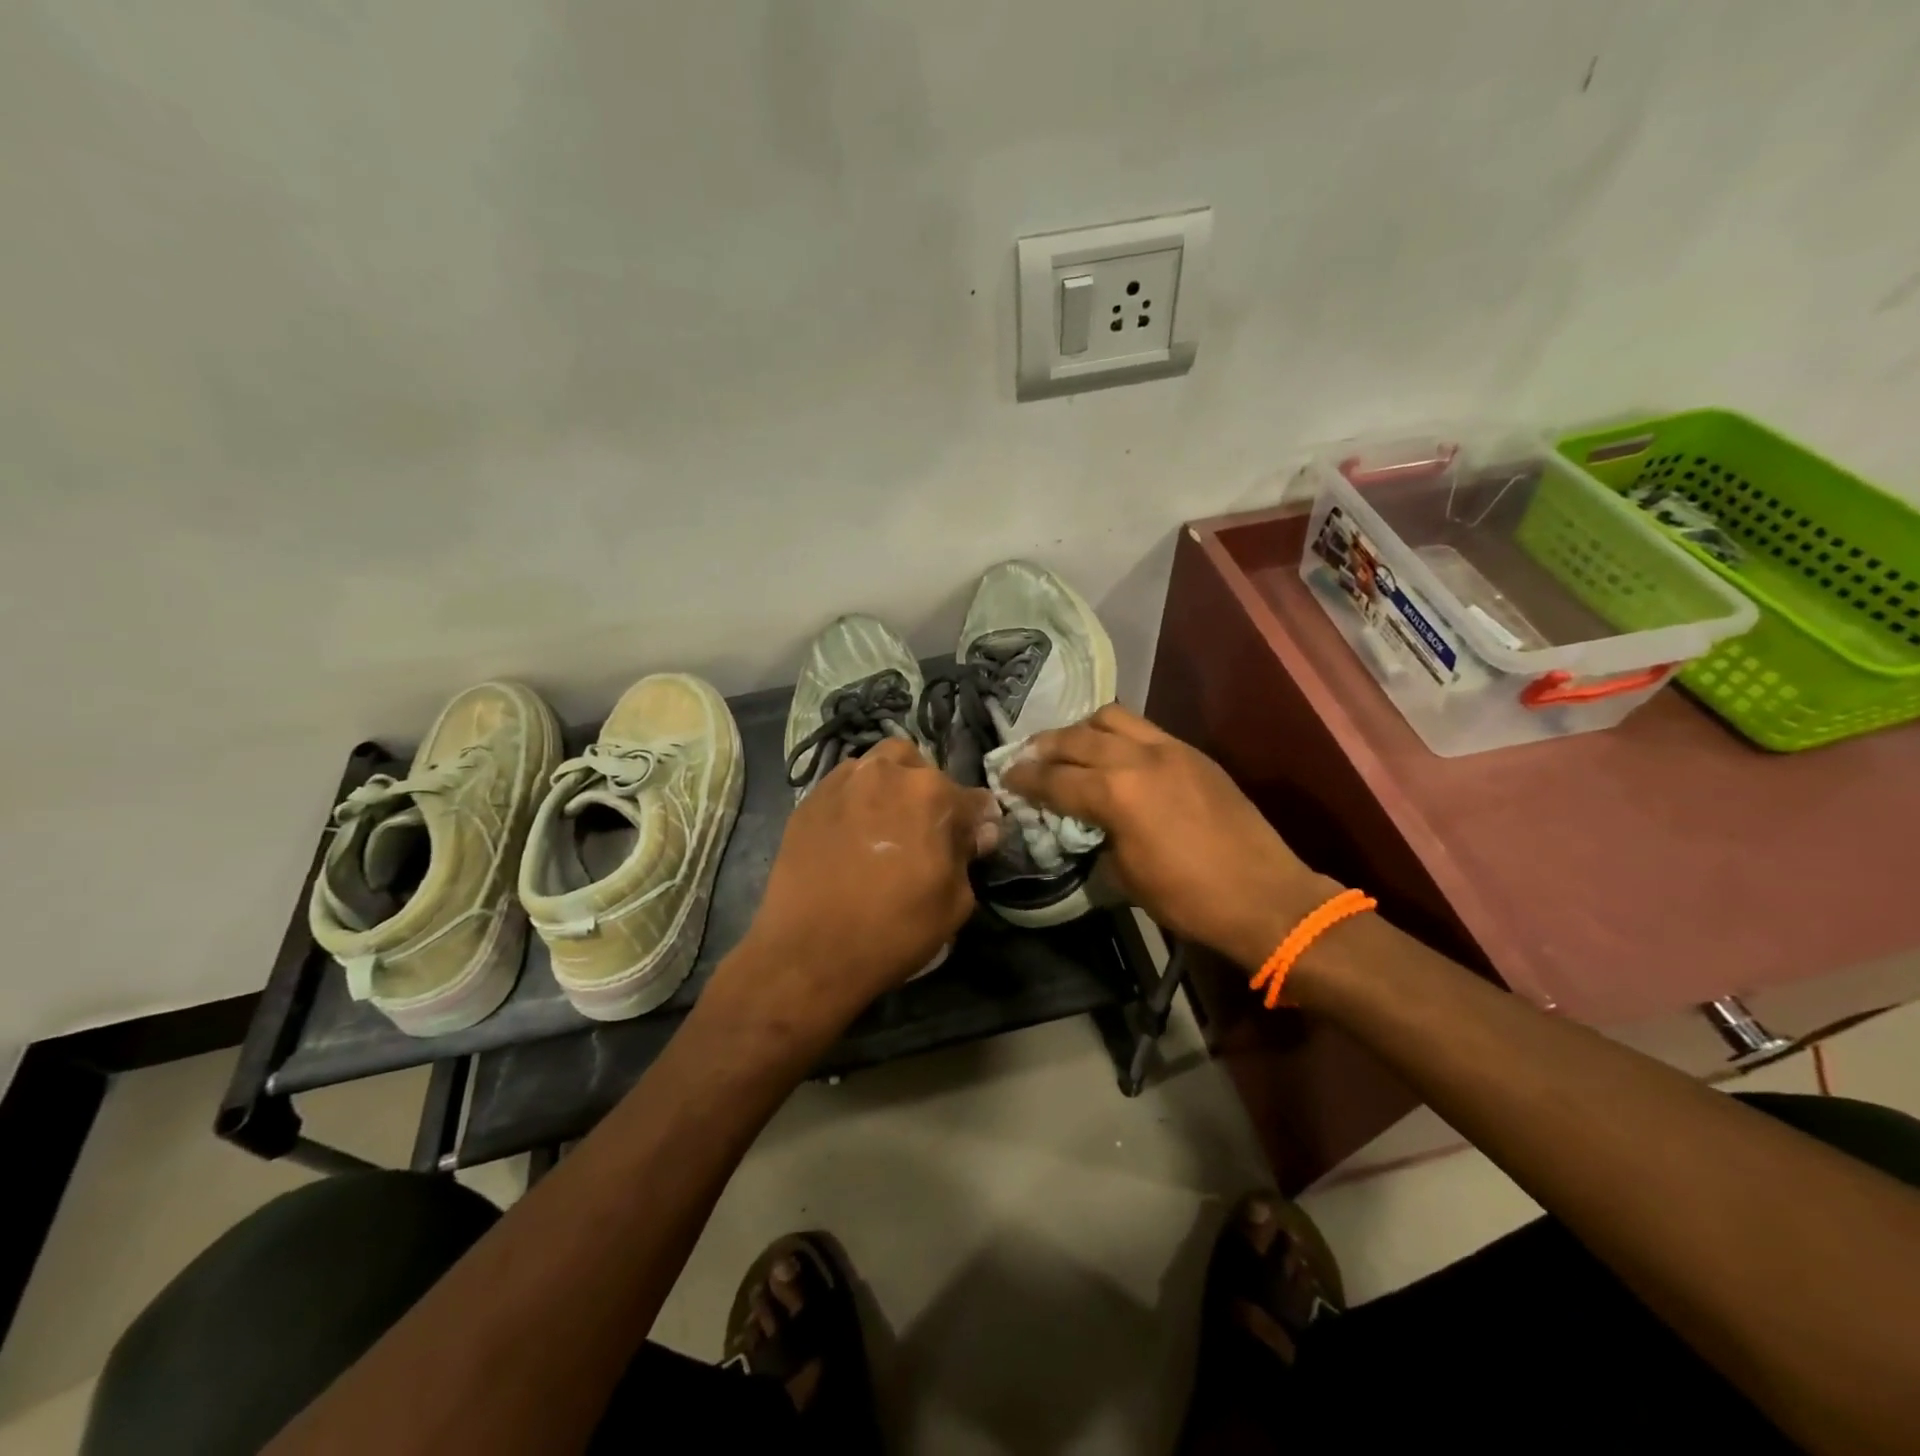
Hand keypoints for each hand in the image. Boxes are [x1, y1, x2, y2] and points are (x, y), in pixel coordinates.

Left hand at [722, 738, 1000, 1041]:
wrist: (809, 953)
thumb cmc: (894, 930)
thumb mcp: (954, 903)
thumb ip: (967, 856)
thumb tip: (978, 832)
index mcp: (932, 794)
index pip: (973, 800)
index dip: (978, 824)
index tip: (973, 843)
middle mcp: (888, 773)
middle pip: (923, 771)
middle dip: (932, 796)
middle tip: (925, 833)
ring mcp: (843, 781)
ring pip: (880, 766)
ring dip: (892, 786)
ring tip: (887, 824)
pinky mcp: (809, 799)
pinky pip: (845, 785)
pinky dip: (857, 799)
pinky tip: (853, 833)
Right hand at [1003, 705, 1333, 970]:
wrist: (1264, 896)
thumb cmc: (1188, 898)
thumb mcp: (1125, 876)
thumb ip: (1096, 836)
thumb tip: (1082, 821)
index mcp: (1115, 793)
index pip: (1055, 779)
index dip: (1024, 779)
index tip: (1006, 777)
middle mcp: (1137, 758)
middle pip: (1076, 738)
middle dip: (1045, 747)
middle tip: (1027, 757)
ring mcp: (1169, 749)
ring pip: (1112, 717)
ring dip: (1082, 729)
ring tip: (1069, 746)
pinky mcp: (1192, 753)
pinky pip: (1144, 729)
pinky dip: (1117, 734)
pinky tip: (1112, 753)